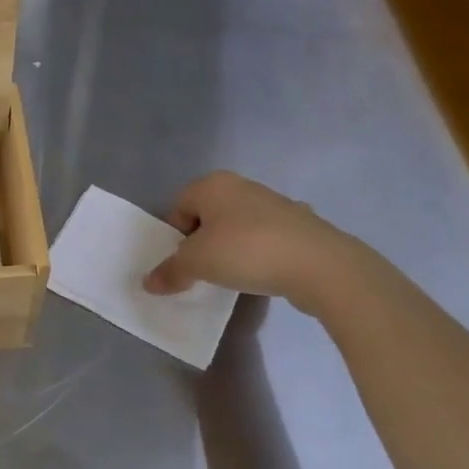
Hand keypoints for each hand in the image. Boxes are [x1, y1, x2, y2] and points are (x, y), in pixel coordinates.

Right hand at [141, 171, 360, 310]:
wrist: (320, 265)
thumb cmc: (247, 252)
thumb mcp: (198, 264)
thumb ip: (170, 271)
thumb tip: (148, 283)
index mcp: (213, 184)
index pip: (179, 207)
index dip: (176, 236)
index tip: (184, 263)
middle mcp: (242, 185)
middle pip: (208, 215)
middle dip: (203, 242)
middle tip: (204, 270)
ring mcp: (275, 203)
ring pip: (238, 226)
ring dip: (232, 248)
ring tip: (234, 276)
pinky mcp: (301, 224)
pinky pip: (266, 238)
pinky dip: (260, 253)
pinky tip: (264, 274)